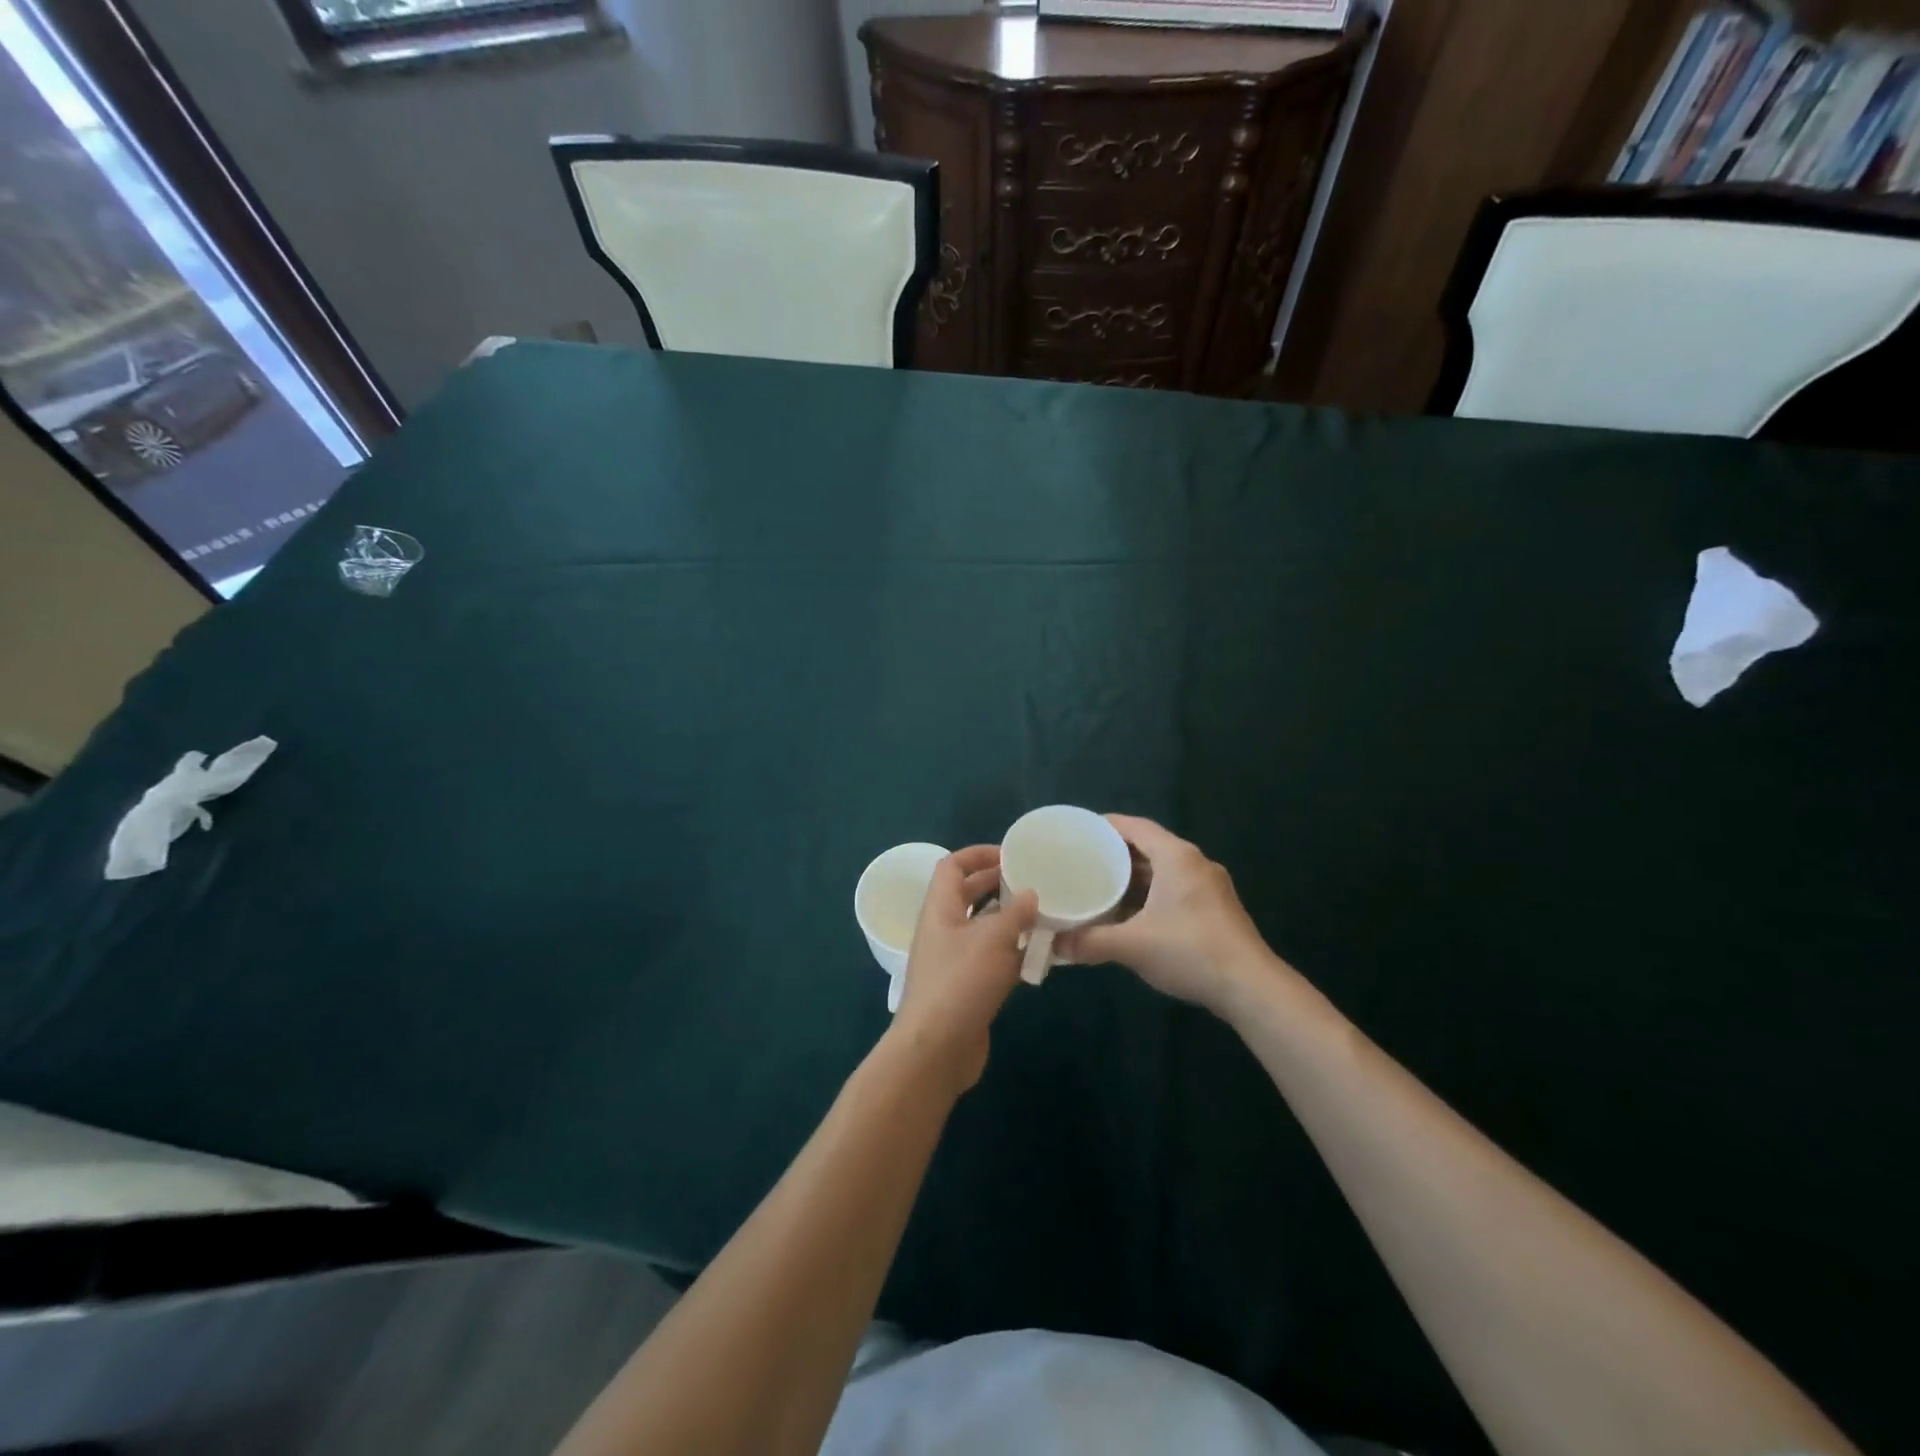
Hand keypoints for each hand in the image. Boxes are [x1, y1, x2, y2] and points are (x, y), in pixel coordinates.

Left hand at [888, 846, 1038, 1093]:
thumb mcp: (993, 939)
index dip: (978, 854)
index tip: (1011, 854)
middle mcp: (943, 929)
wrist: (937, 1049)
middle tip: (1034, 881)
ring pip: (983, 928)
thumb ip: (1016, 913)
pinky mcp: (967, 987)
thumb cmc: (961, 982)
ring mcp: (954, 960)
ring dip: (1010, 920)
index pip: (952, 866)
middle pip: (968, 895)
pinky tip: (1040, 955)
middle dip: (998, 884)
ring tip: (1045, 914)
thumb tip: (1031, 893)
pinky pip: (991, 958)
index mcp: (940, 908)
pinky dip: (1012, 952)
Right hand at [1057, 815, 1274, 1017]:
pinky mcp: (1218, 908)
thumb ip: (1090, 942)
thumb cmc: (1189, 951)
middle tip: (1084, 861)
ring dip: (1135, 876)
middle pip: (1150, 846)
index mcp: (1177, 857)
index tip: (1080, 832)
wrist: (1251, 987)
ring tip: (1103, 886)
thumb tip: (1056, 945)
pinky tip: (1133, 913)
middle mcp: (1195, 863)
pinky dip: (1152, 893)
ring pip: (1165, 869)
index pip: (1136, 826)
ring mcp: (1210, 886)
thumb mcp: (1132, 946)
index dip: (1107, 826)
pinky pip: (1177, 887)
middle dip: (1117, 853)